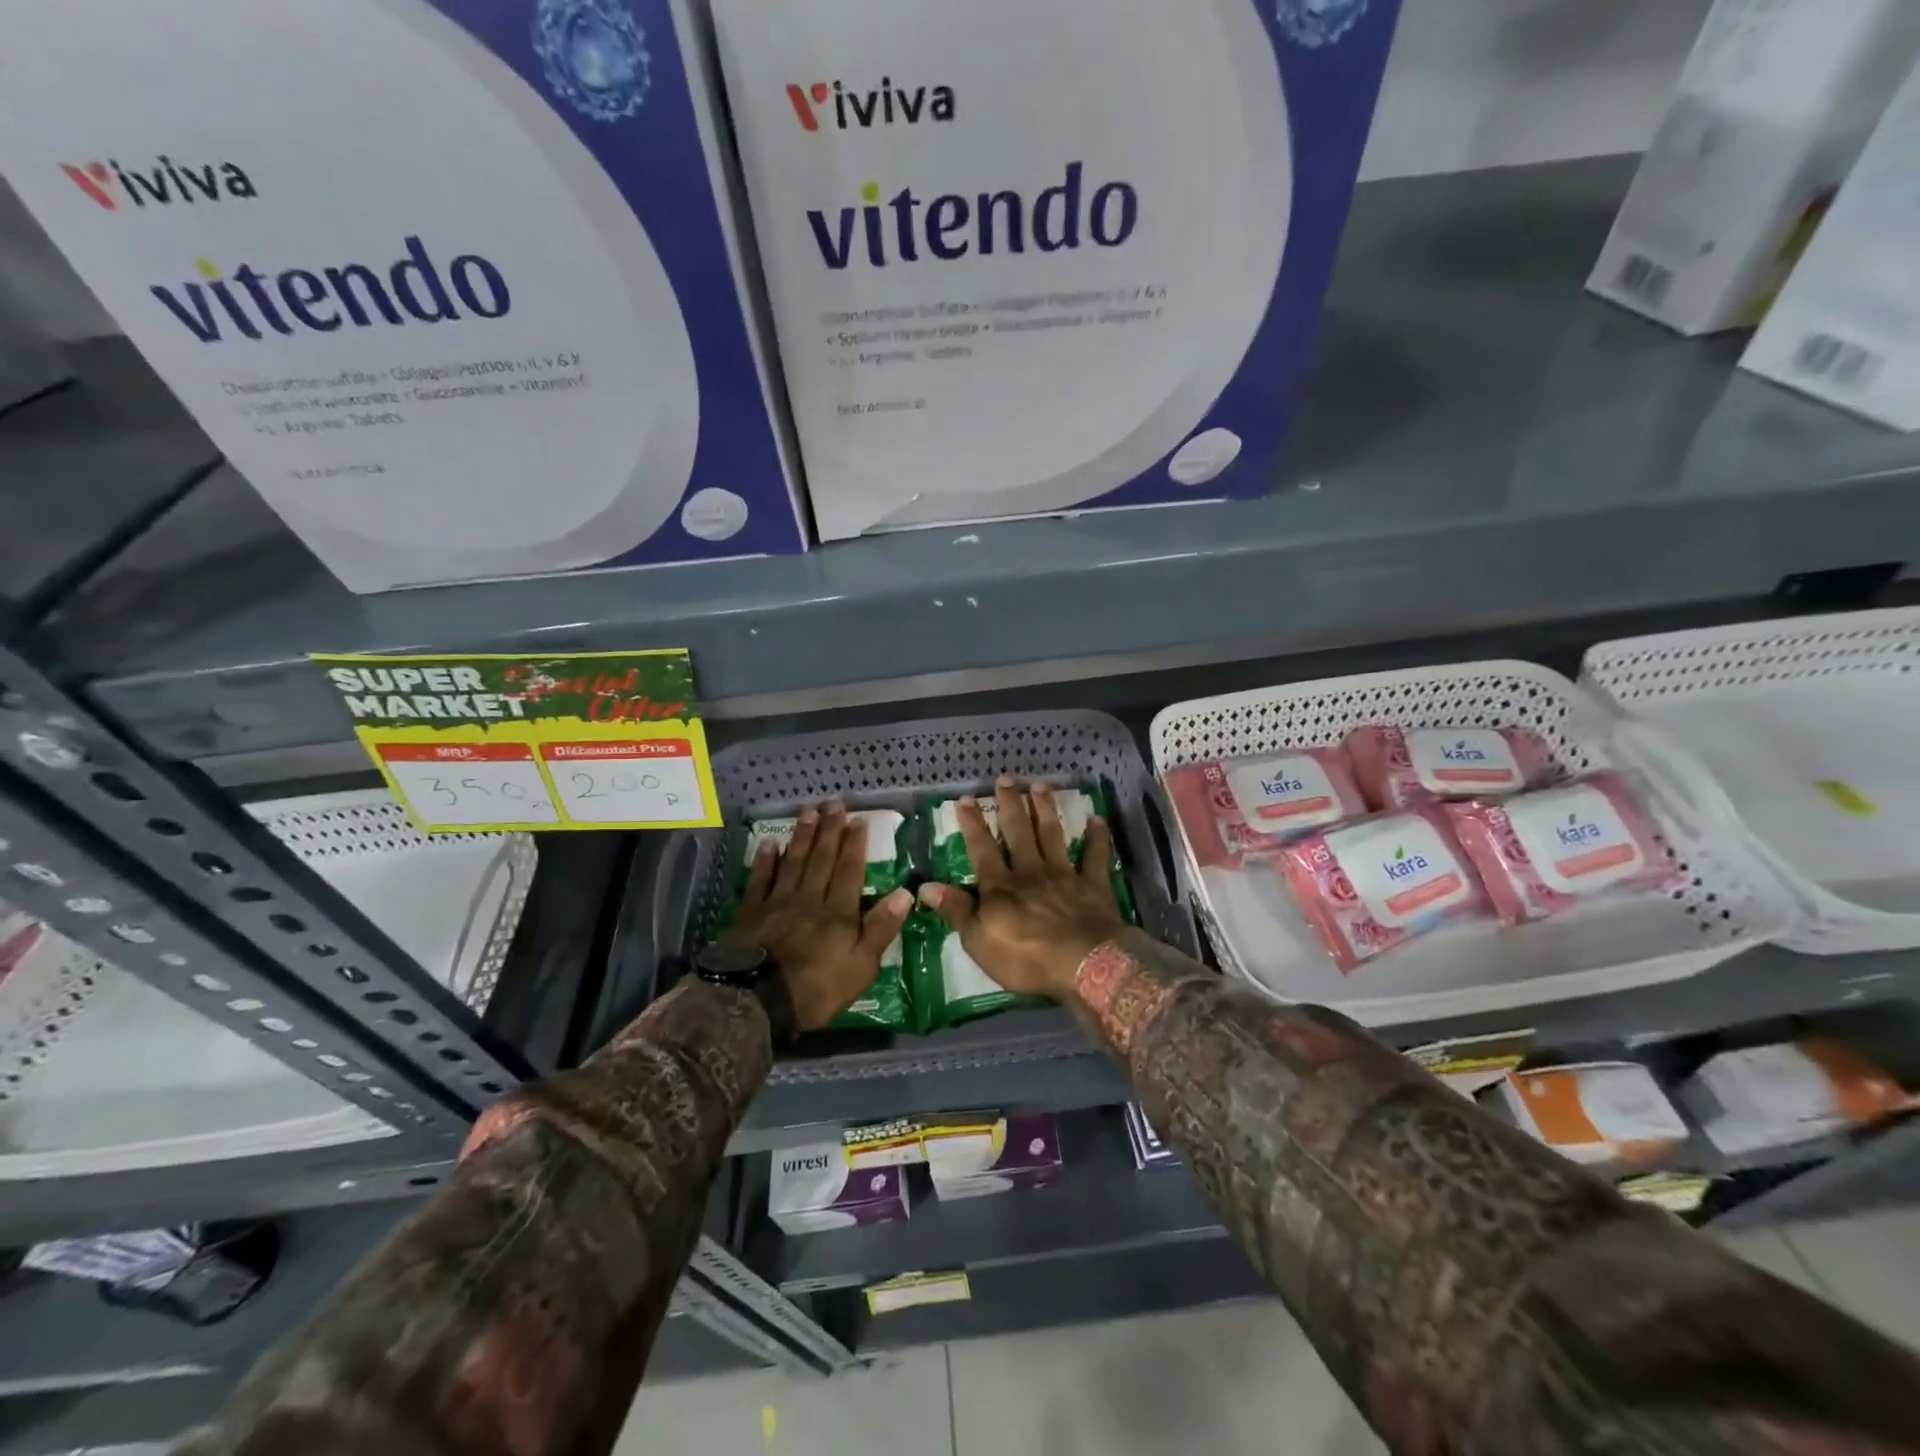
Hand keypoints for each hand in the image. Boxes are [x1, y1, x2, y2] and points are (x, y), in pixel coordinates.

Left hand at [722, 804, 912, 1030]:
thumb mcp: (862, 966)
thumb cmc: (816, 989)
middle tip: (833, 804)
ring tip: (808, 812)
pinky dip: (765, 860)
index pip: (849, 871)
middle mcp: (810, 899)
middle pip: (821, 859)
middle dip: (829, 830)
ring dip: (802, 836)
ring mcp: (778, 903)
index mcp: (839, 913)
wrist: (757, 1001)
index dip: (855, 845)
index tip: (858, 820)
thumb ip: (881, 928)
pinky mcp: (751, 913)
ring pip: (793, 862)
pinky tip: (770, 843)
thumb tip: (905, 893)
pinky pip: (760, 880)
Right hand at [917, 779, 1126, 1003]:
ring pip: (1053, 835)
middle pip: (1019, 832)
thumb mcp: (979, 942)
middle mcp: (1031, 872)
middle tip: (1006, 779)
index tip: (967, 798)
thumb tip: (925, 886)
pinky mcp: (1093, 886)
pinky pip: (1096, 856)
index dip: (973, 824)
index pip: (981, 849)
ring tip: (1041, 786)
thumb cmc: (1026, 959)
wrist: (1084, 965)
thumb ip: (956, 911)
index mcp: (1001, 887)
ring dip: (1046, 810)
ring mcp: (1064, 876)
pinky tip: (1096, 819)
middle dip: (1010, 805)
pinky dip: (1097, 837)